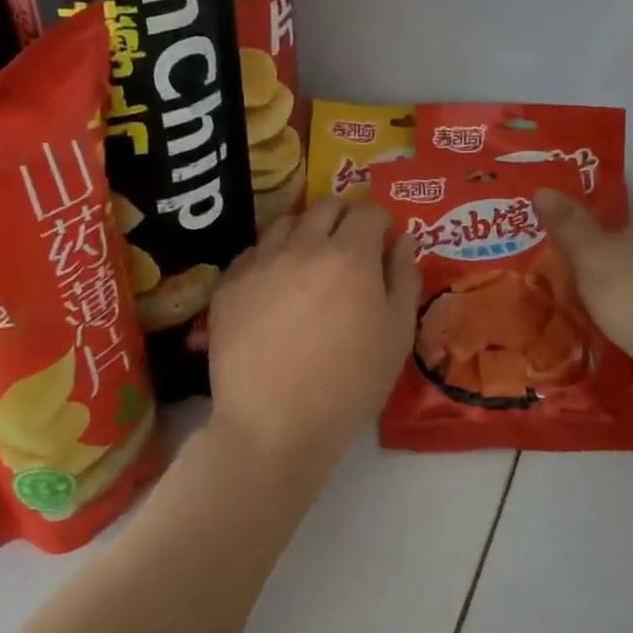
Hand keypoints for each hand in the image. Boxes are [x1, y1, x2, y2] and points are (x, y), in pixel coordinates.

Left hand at [207, 199, 420, 482]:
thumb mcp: (396, 336)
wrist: (274, 425)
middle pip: (326, 206)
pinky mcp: (228, 284)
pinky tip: (276, 287)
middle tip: (352, 247)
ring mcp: (260, 262)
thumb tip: (403, 240)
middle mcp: (302, 245)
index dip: (381, 221)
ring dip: (306, 232)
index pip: (368, 210)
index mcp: (350, 255)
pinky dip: (272, 257)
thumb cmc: (349, 385)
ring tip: (311, 263)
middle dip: (345, 217)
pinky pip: (254, 252)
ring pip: (286, 223)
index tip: (384, 241)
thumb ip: (404, 278)